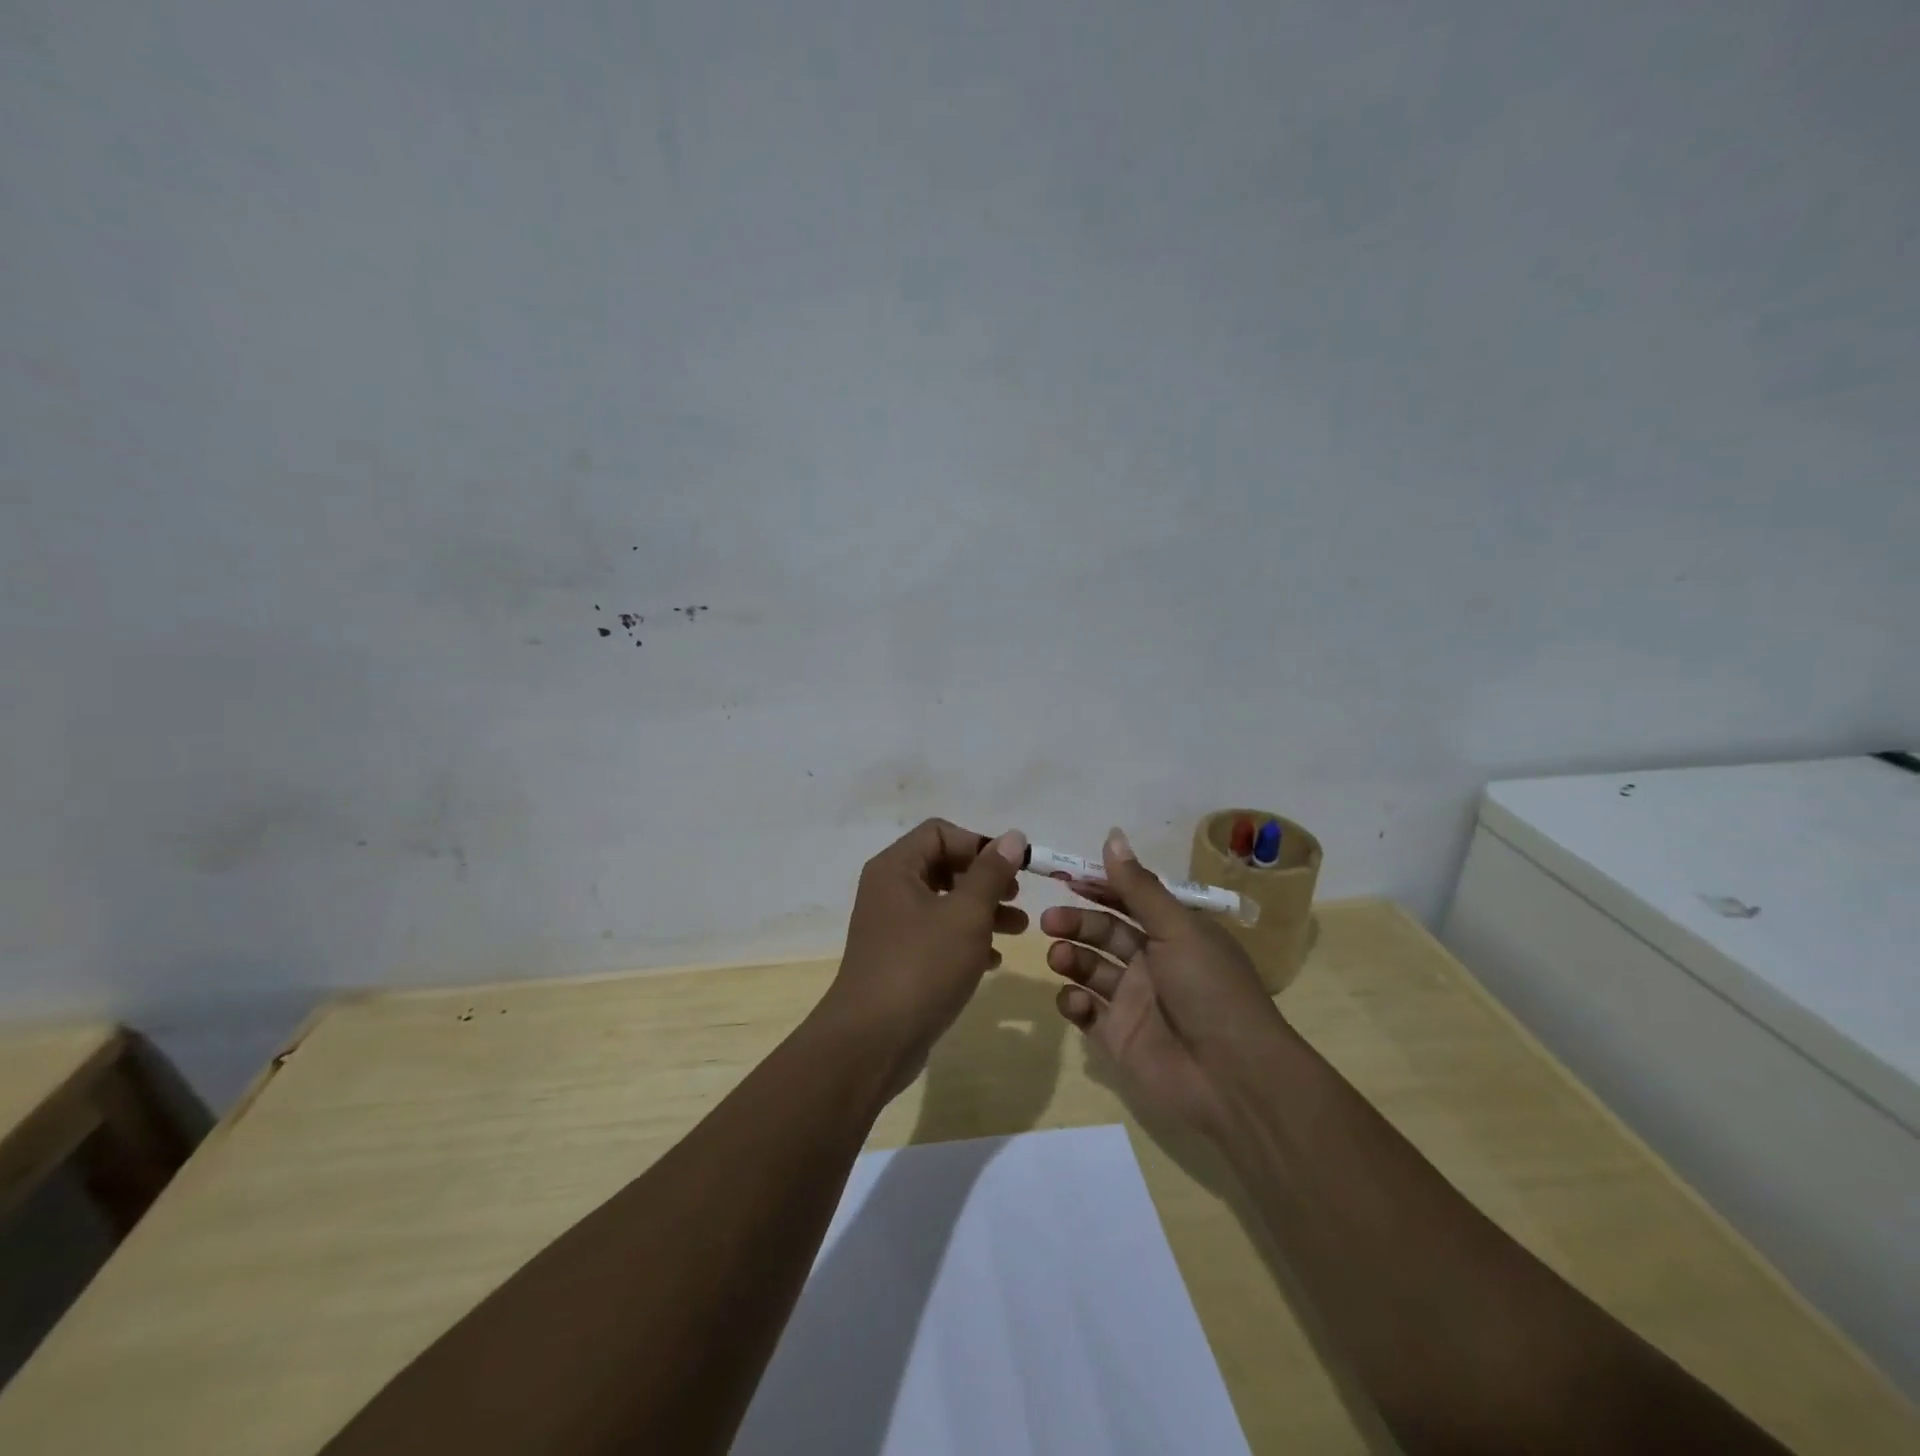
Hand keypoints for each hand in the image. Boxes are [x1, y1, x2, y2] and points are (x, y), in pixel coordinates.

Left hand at [819, 819, 1027, 1093]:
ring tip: (1019, 929)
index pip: (940, 832)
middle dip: (985, 880)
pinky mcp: (898, 958)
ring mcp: (891, 926)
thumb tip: (1011, 836)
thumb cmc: (922, 966)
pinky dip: (966, 939)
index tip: (1012, 869)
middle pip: (943, 865)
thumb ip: (991, 873)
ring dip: (982, 910)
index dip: (979, 844)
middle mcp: (889, 889)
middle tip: (1017, 898)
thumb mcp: (966, 915)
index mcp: (896, 868)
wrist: (872, 1041)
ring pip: (944, 903)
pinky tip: (993, 959)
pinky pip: (937, 935)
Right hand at [1041, 828, 1288, 1132]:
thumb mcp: (1177, 930)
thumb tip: (1112, 836)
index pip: (1130, 900)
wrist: (1234, 1078)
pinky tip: (1072, 999)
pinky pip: (1086, 1012)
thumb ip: (1139, 887)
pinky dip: (1073, 1002)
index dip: (1099, 887)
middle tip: (1049, 921)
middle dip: (1077, 922)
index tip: (1065, 877)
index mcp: (1174, 933)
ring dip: (1071, 958)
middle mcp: (1153, 963)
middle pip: (1105, 932)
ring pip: (1091, 969)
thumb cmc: (1210, 990)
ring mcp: (1134, 1001)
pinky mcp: (1118, 1037)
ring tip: (1059, 957)